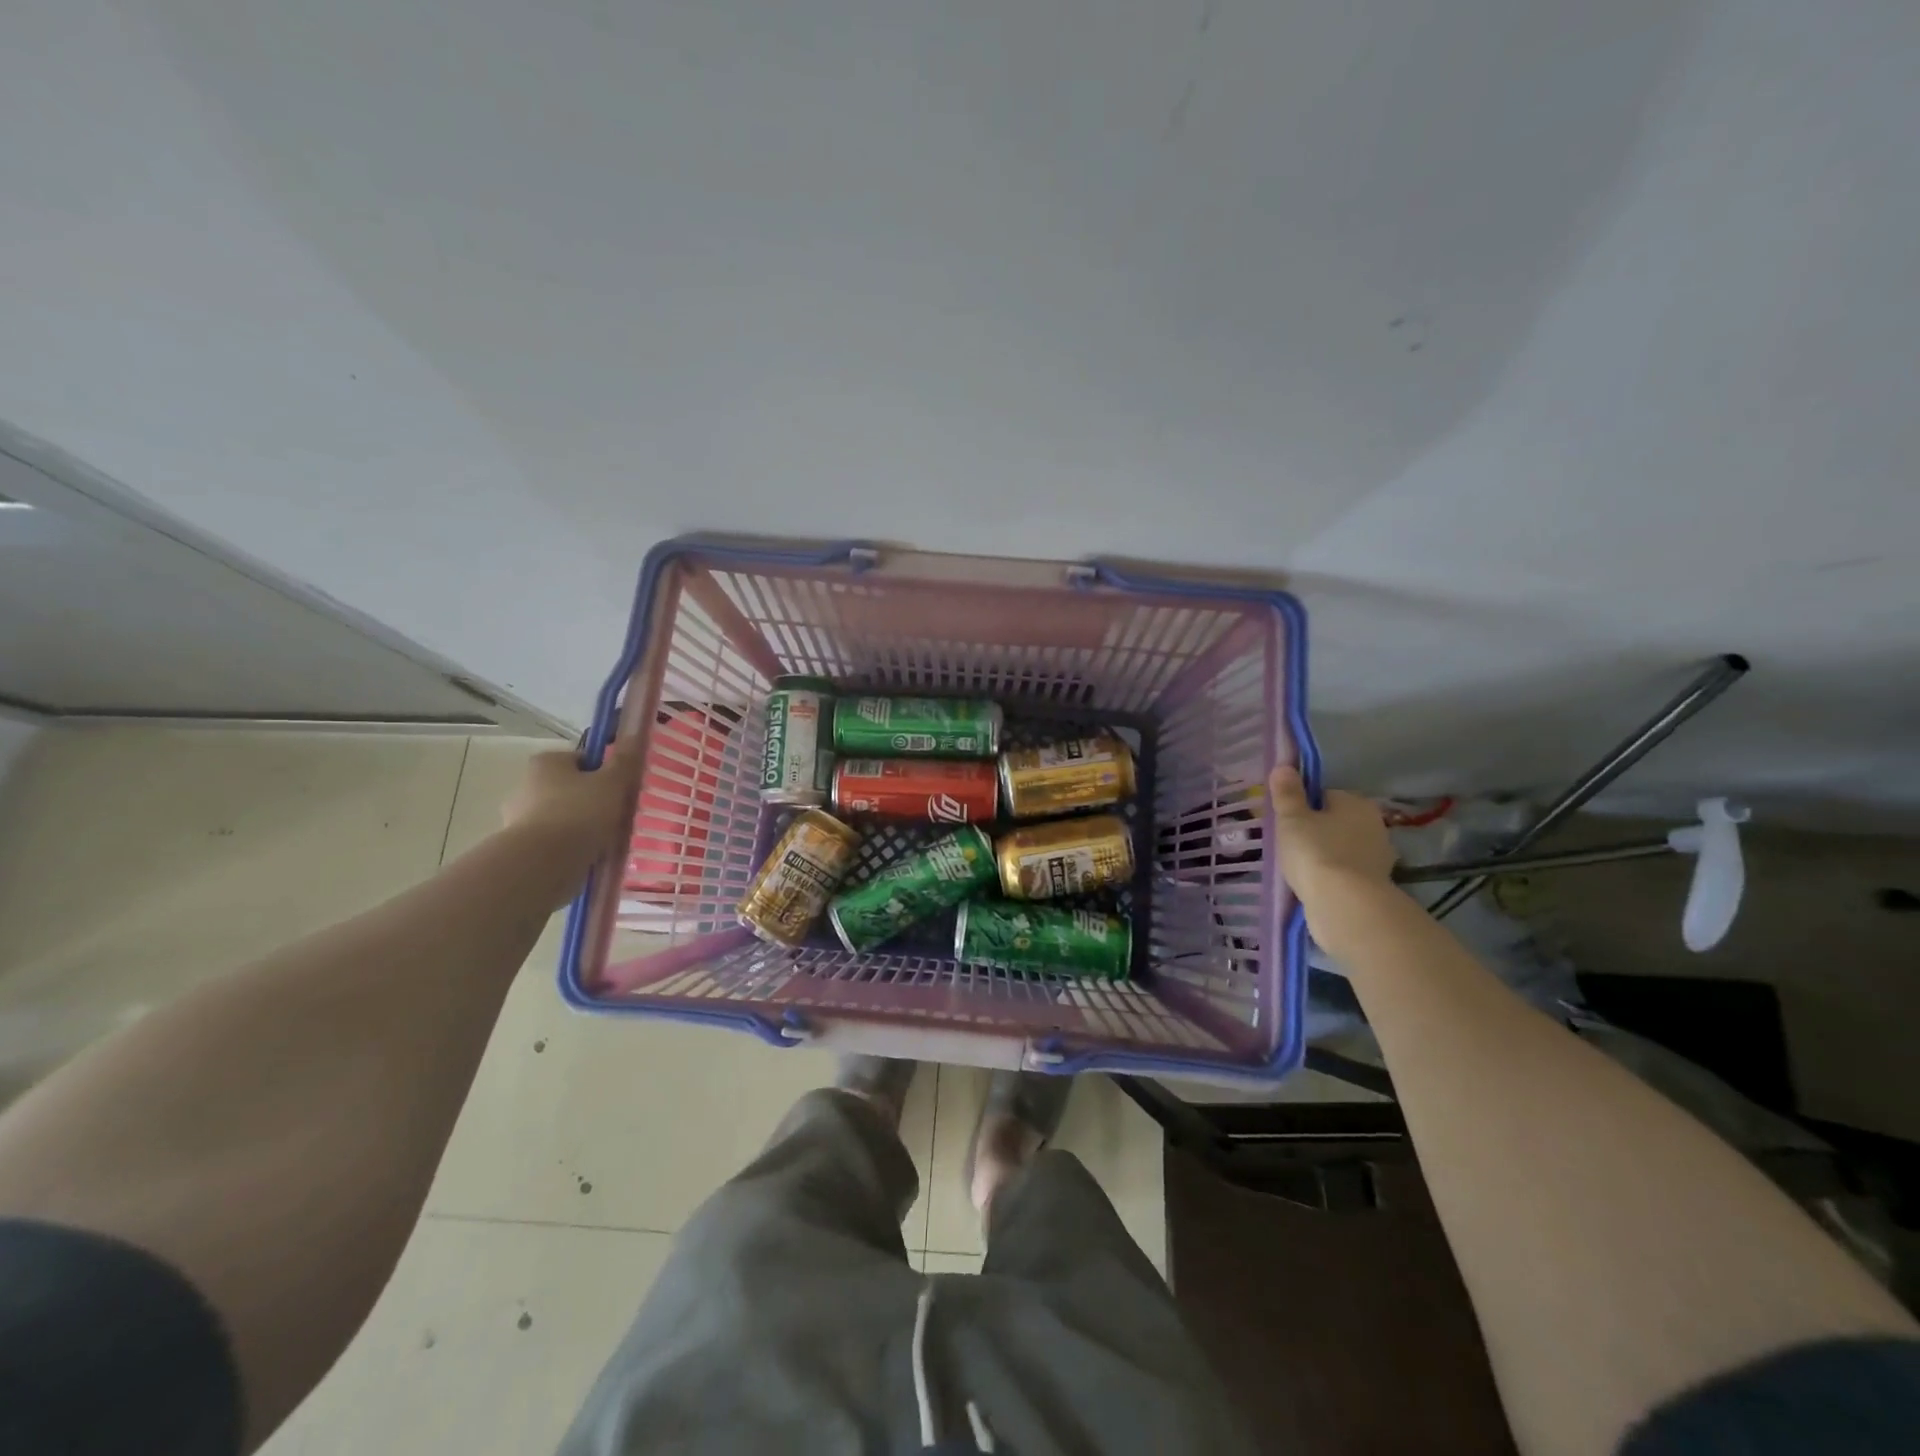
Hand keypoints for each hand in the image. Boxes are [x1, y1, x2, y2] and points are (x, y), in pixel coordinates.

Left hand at [502, 735, 644, 885]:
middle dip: (594, 801)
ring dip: (582, 826)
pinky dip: (571, 847)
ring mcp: (519, 818)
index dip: (606, 773)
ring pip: (564, 817)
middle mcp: (526, 785)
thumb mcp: (613, 783)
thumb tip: (634, 735)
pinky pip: (555, 842)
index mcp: (546, 762)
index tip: (621, 790)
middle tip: (619, 816)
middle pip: (572, 789)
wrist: (543, 864)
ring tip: (607, 841)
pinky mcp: (520, 847)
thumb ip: (624, 761)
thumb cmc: (580, 813)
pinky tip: (590, 856)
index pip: (583, 760)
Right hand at [1267, 765, 1396, 928]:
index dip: (1304, 806)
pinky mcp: (1375, 885)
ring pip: (1343, 848)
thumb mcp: (1292, 819)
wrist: (1345, 906)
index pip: (1327, 795)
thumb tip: (1284, 765)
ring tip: (1299, 868)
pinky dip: (1334, 877)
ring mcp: (1378, 857)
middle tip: (1290, 844)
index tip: (1287, 821)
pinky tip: (1315, 885)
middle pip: (1337, 821)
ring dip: (1326, 855)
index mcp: (1356, 803)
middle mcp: (1374, 825)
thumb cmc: (1315, 852)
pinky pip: (1347, 873)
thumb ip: (1287, 793)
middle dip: (1317, 831)